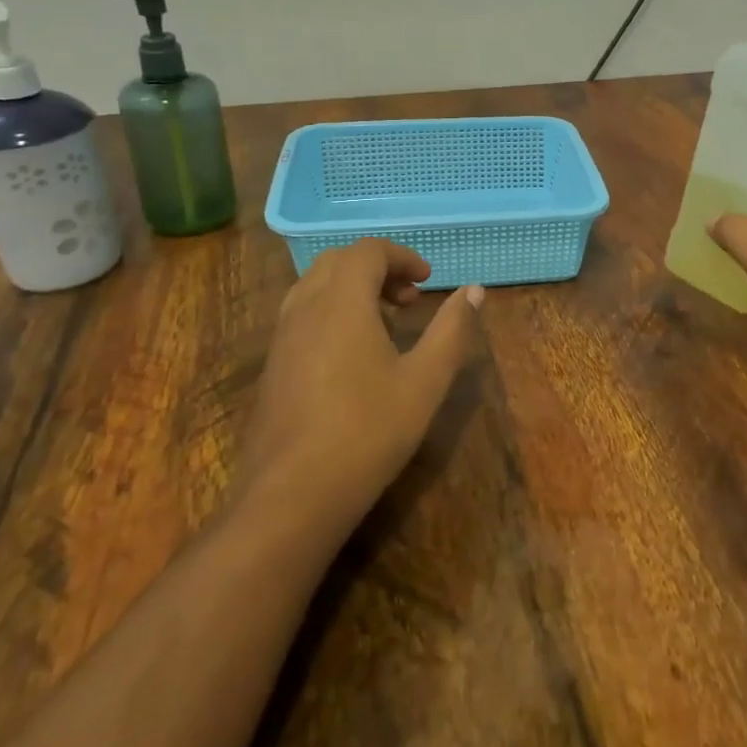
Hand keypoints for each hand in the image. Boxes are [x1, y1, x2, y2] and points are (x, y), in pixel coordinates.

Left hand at [240, 239, 482, 531]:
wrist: (292, 495)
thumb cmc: (368, 432)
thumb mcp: (425, 381)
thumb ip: (451, 330)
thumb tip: (474, 290)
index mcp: (342, 302)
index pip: (368, 251)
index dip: (402, 257)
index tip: (428, 281)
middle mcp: (305, 308)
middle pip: (338, 261)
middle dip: (377, 268)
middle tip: (409, 299)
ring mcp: (282, 337)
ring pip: (315, 287)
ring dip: (352, 289)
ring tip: (385, 323)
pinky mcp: (272, 366)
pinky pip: (302, 315)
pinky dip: (332, 312)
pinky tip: (354, 356)